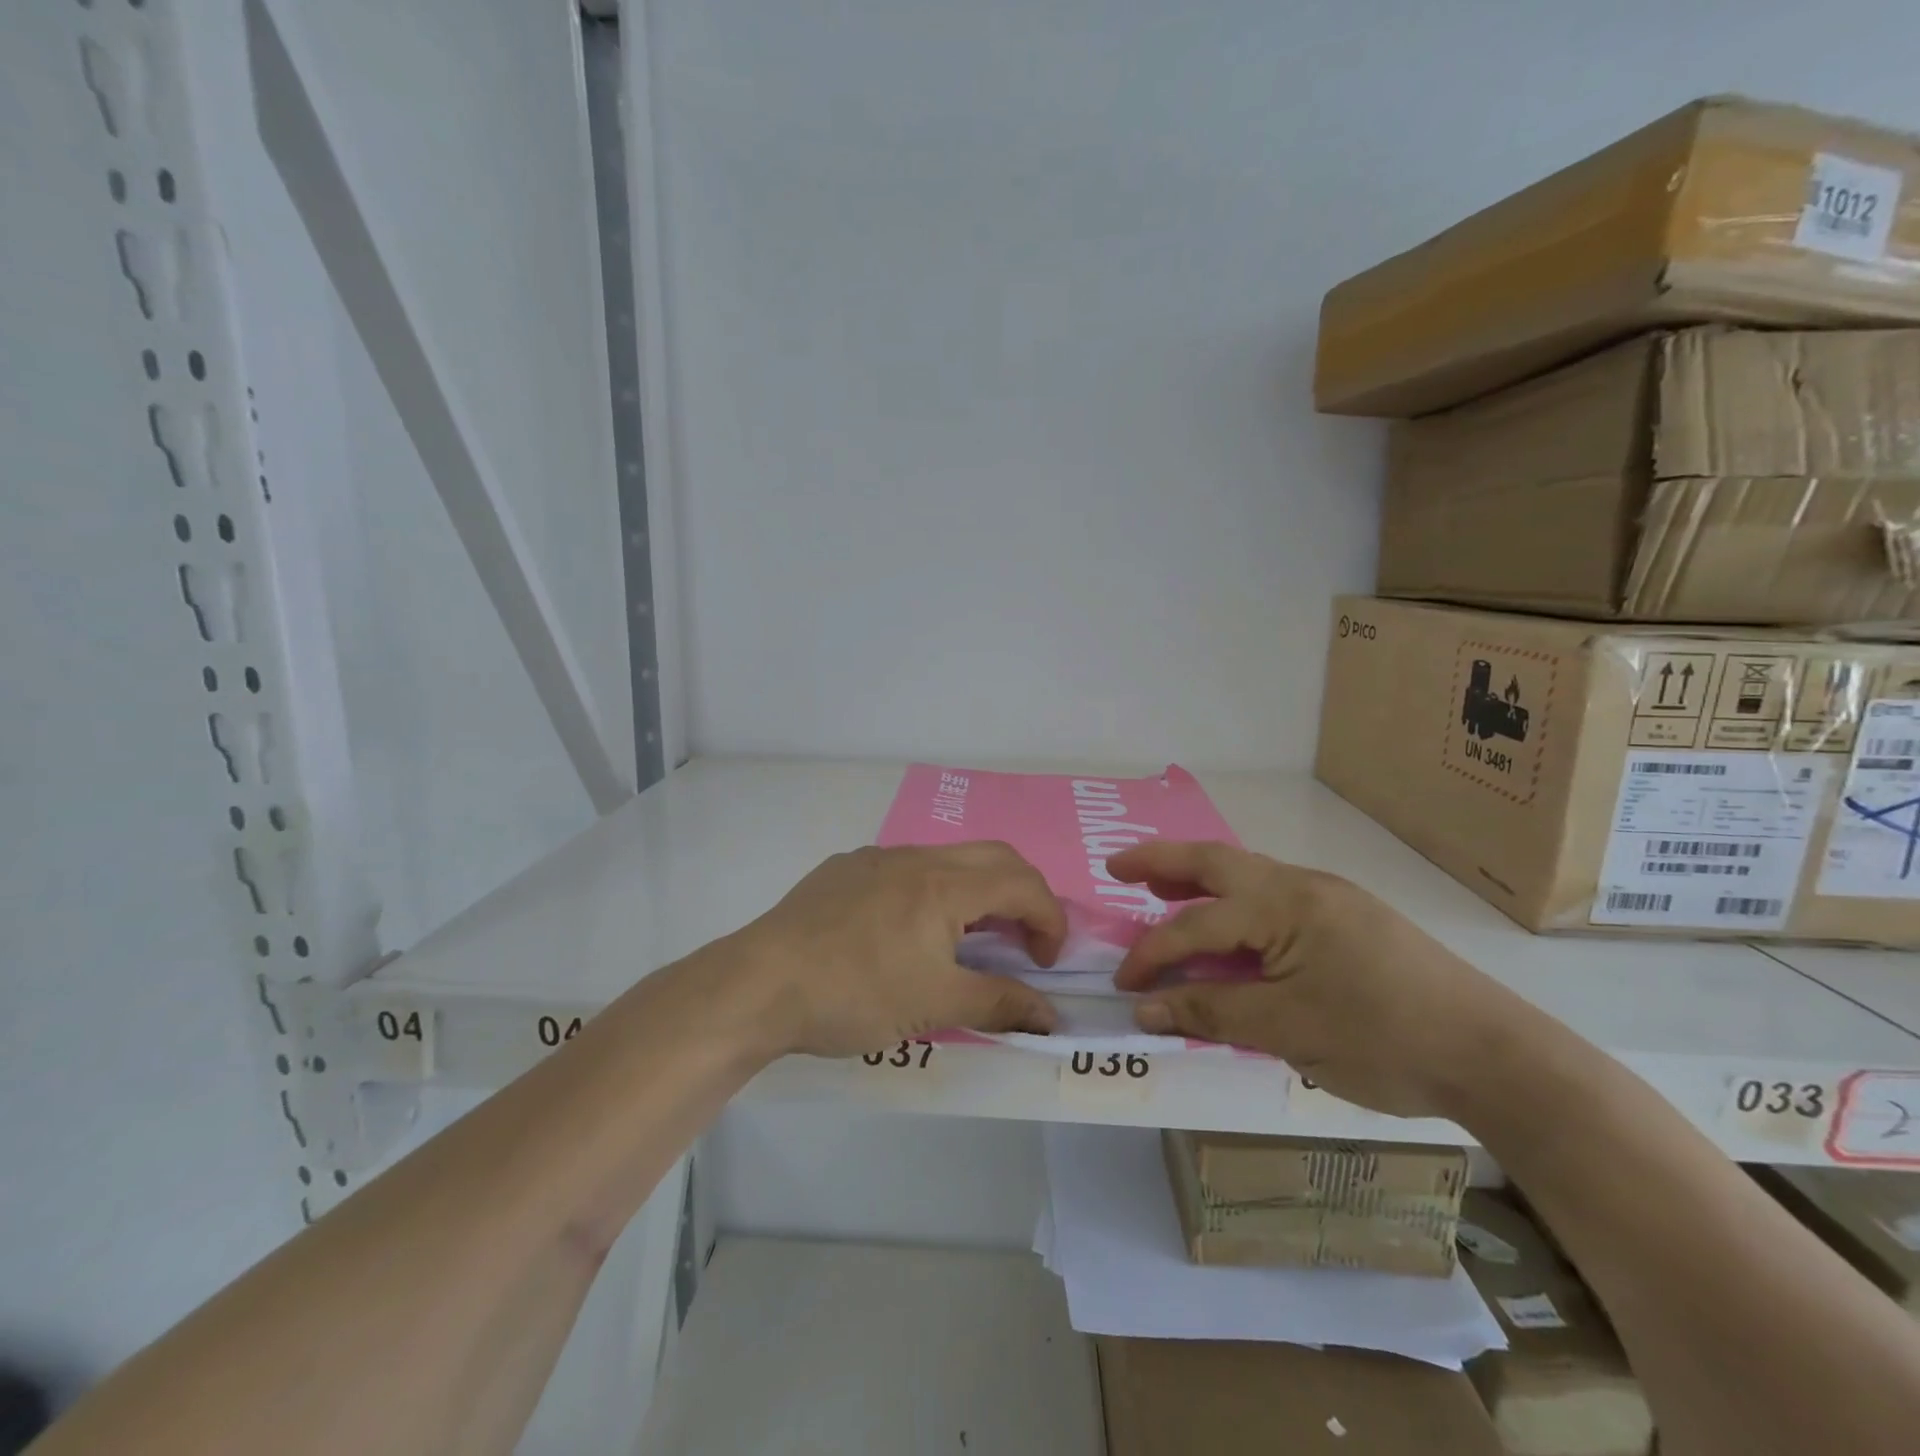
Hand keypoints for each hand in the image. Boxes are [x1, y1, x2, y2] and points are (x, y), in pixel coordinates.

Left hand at [728, 843, 1067, 1058]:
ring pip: (948, 859)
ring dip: (975, 891)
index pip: (1024, 885)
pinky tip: (905, 932)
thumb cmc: (856, 993)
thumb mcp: (935, 1005)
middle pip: (995, 857)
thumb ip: (1000, 1003)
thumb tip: (1051, 1015)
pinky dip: (932, 890)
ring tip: (965, 939)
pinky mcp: (844, 869)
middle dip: (1023, 895)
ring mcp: (876, 858)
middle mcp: (917, 857)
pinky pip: (906, 868)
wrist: (760, 983)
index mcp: (946, 884)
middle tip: (1021, 943)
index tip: (1046, 964)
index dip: (1050, 921)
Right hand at [1109, 842, 1529, 1118]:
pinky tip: (1228, 922)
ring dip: (1199, 877)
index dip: (1153, 955)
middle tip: (1117, 866)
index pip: (1197, 925)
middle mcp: (1302, 886)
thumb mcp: (1287, 1031)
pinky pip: (1271, 895)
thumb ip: (1210, 1012)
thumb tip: (1145, 1008)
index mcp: (1284, 905)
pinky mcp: (1347, 916)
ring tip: (1160, 886)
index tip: (1124, 986)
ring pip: (1246, 873)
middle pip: (1216, 861)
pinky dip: (1234, 900)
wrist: (1493, 1054)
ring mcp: (1328, 897)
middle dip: (1162, 861)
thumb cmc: (1383, 1040)